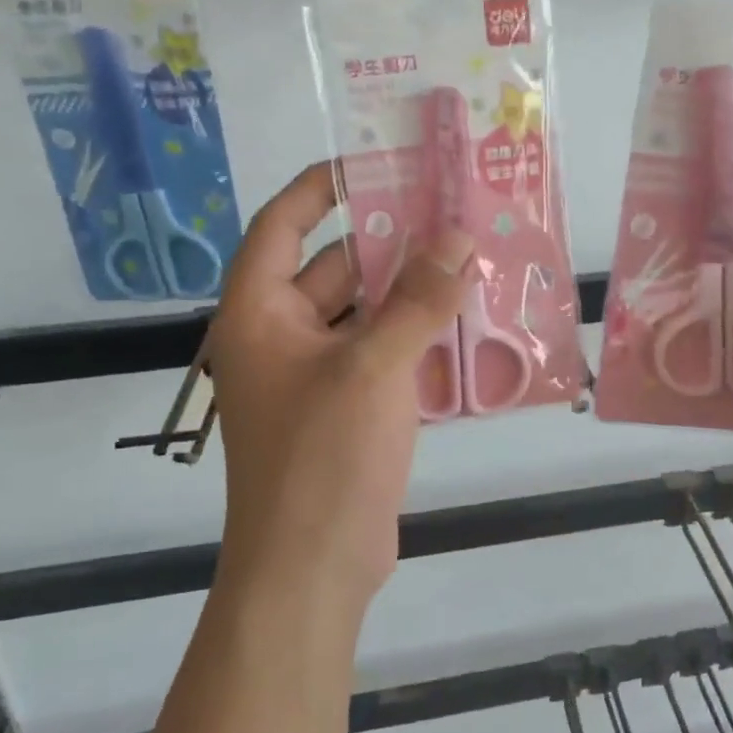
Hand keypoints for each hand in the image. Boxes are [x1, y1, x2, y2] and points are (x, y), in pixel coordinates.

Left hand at [202, 162, 474, 603]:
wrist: (313, 569)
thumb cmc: (324, 459)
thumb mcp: (373, 369)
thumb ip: (418, 301)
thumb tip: (459, 238)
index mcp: (260, 314)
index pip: (282, 225)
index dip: (322, 187)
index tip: (374, 162)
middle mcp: (282, 337)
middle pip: (335, 268)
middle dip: (391, 243)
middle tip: (452, 214)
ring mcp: (317, 377)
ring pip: (367, 315)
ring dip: (413, 293)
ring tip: (473, 261)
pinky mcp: (348, 410)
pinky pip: (384, 355)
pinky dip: (419, 338)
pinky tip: (470, 324)